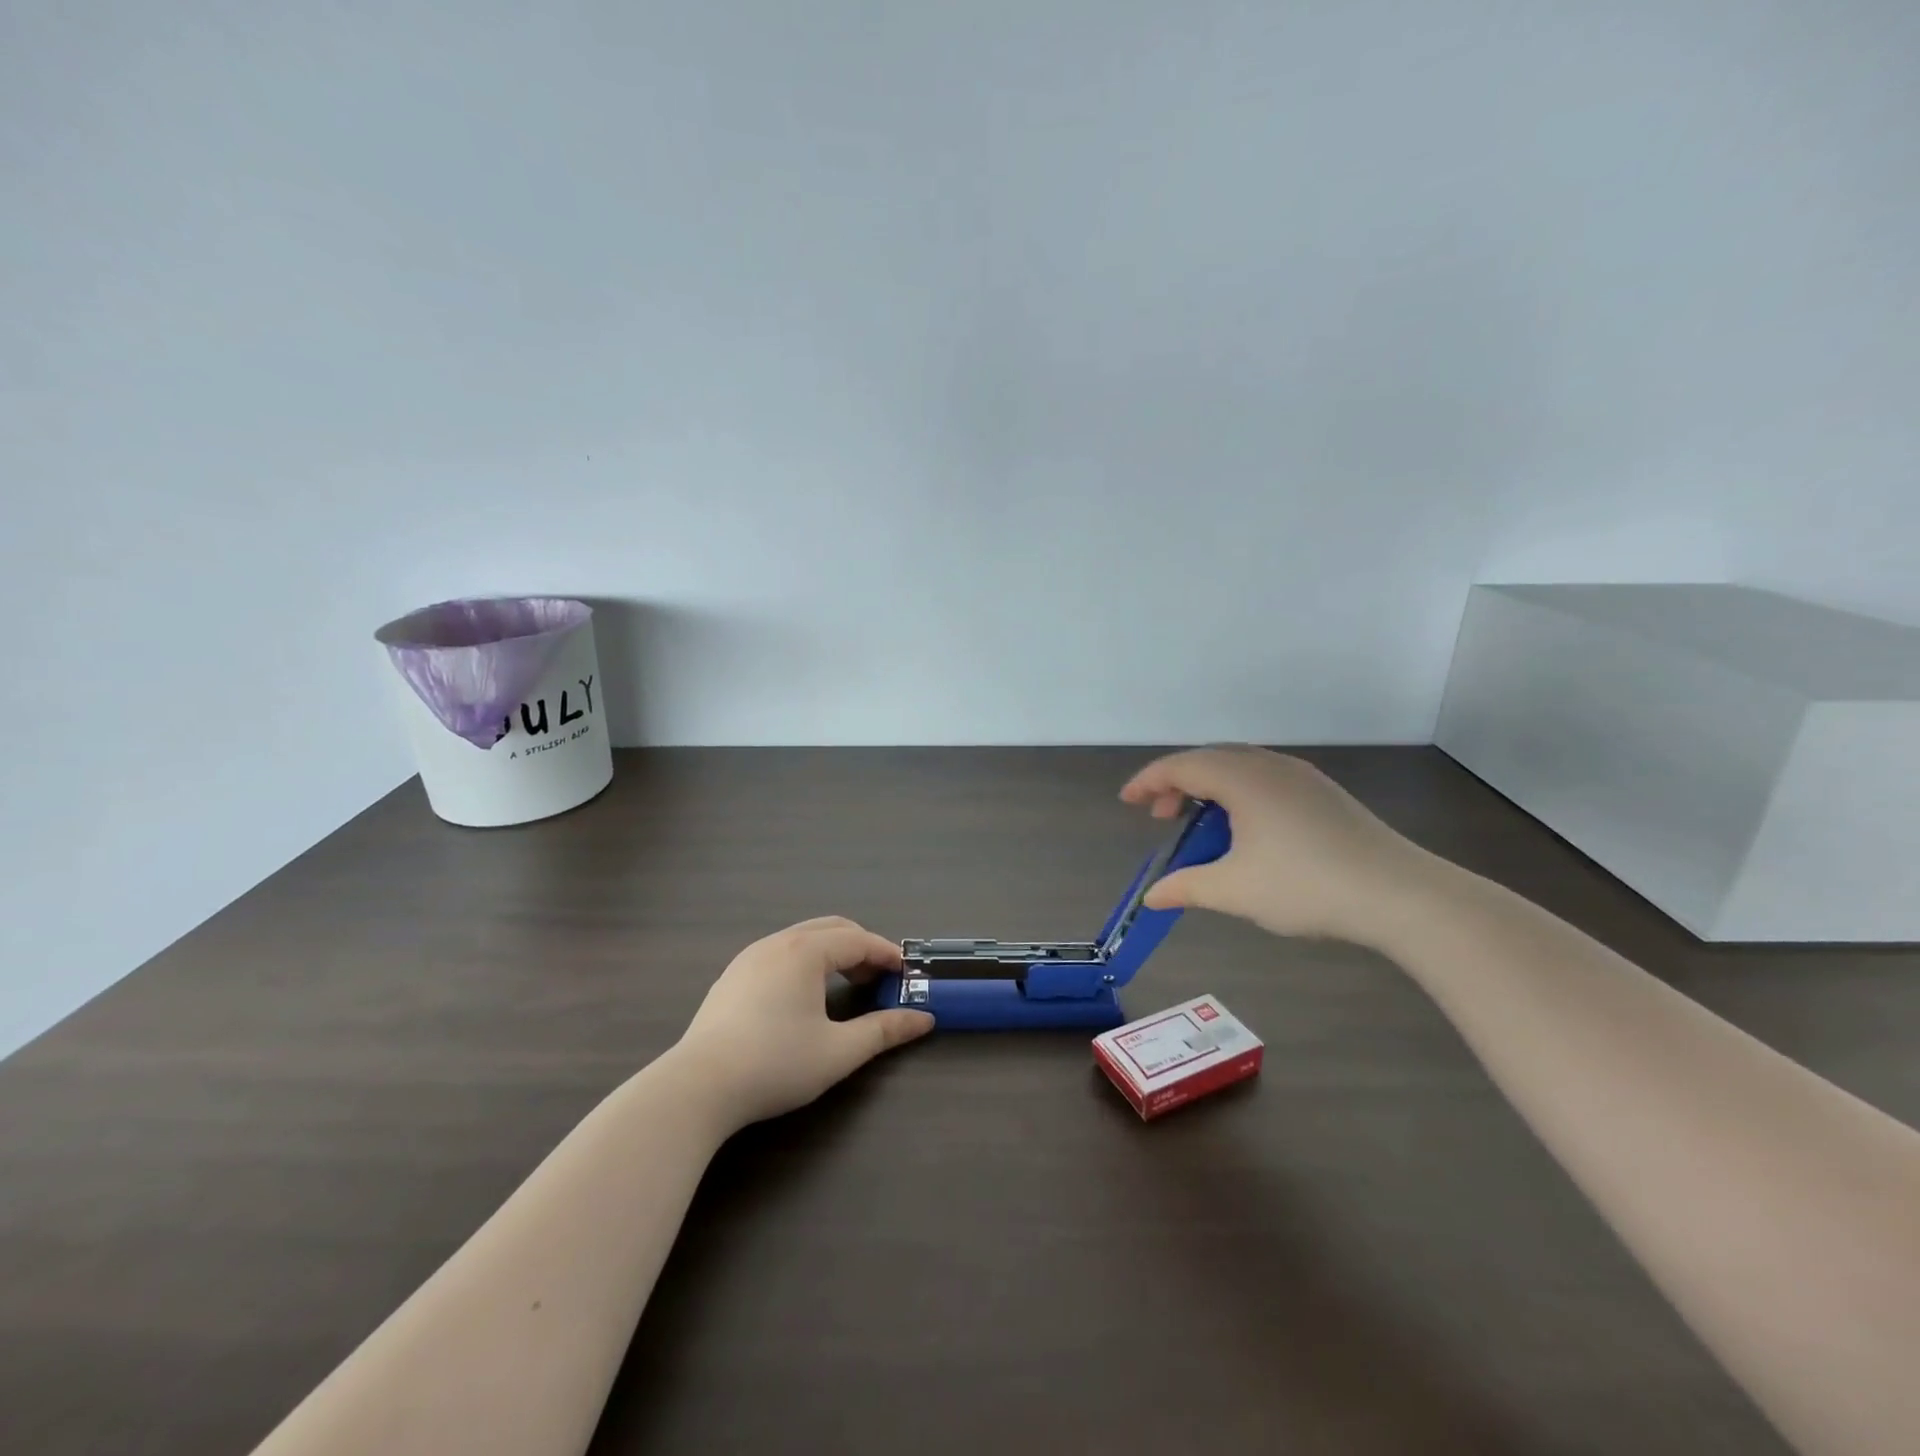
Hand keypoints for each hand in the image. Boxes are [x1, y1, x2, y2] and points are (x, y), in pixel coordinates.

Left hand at [672, 917, 934, 1130]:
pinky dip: (805, 961)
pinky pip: (780, 953)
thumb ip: (884, 1031)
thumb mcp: (838, 1051)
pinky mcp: (731, 977)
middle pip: (831, 929)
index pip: (858, 940)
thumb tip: (923, 1020)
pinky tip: (804, 996)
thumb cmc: (775, 1064)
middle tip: (879, 977)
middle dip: (861, 947)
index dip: (886, 953)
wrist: (697, 1088)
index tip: (906, 973)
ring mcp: (749, 957)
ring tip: (846, 984)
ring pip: (802, 939)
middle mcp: (777, 943)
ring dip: (832, 952)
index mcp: (805, 951)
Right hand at [1120, 745, 1438, 947]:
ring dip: (1209, 788)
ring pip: (1239, 767)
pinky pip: (1264, 778)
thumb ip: (1186, 887)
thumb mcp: (1234, 890)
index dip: (1148, 781)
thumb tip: (1152, 896)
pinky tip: (1244, 828)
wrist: (1400, 894)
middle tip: (1160, 817)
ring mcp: (1301, 776)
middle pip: (1209, 759)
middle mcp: (1269, 765)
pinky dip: (1237, 793)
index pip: (1181, 766)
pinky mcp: (1323, 793)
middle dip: (1177, 783)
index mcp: (1242, 778)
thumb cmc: (1306, 885)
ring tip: (1200, 825)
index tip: (1126, 802)